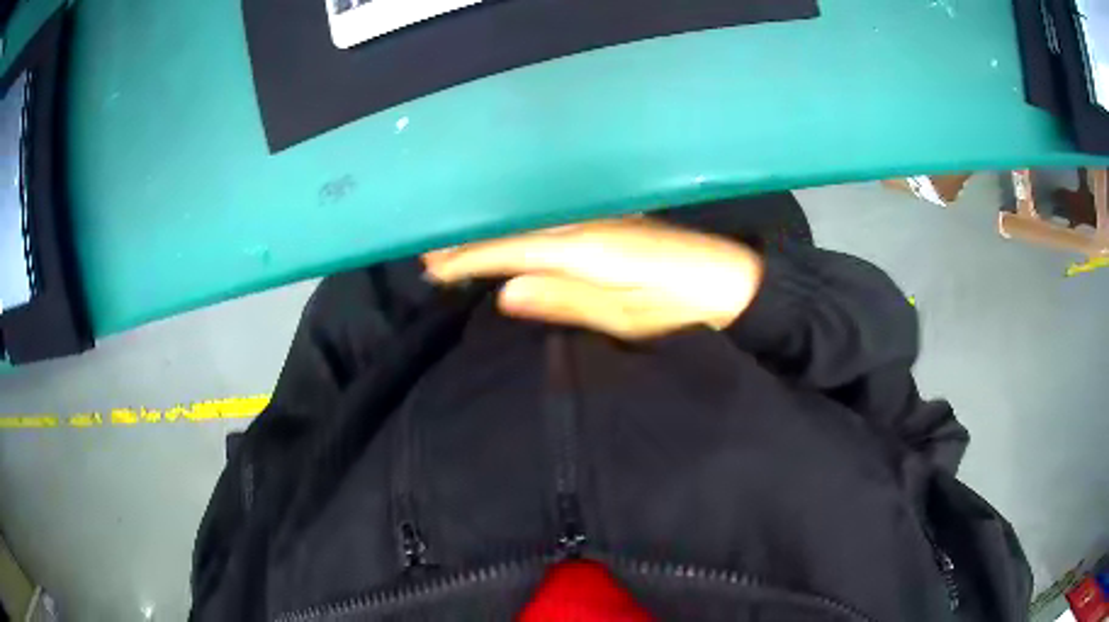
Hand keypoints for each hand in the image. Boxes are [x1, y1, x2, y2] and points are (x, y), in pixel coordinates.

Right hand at [422, 218, 763, 339]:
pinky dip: (523, 228)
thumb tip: (507, 292)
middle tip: (429, 252)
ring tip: (455, 243)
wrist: (740, 284)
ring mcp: (603, 218)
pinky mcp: (614, 222)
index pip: (515, 249)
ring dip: (493, 231)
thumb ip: (568, 301)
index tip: (434, 267)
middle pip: (518, 229)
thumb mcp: (629, 318)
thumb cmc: (687, 312)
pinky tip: (509, 234)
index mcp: (590, 250)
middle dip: (472, 240)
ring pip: (533, 221)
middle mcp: (590, 224)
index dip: (472, 256)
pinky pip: (553, 222)